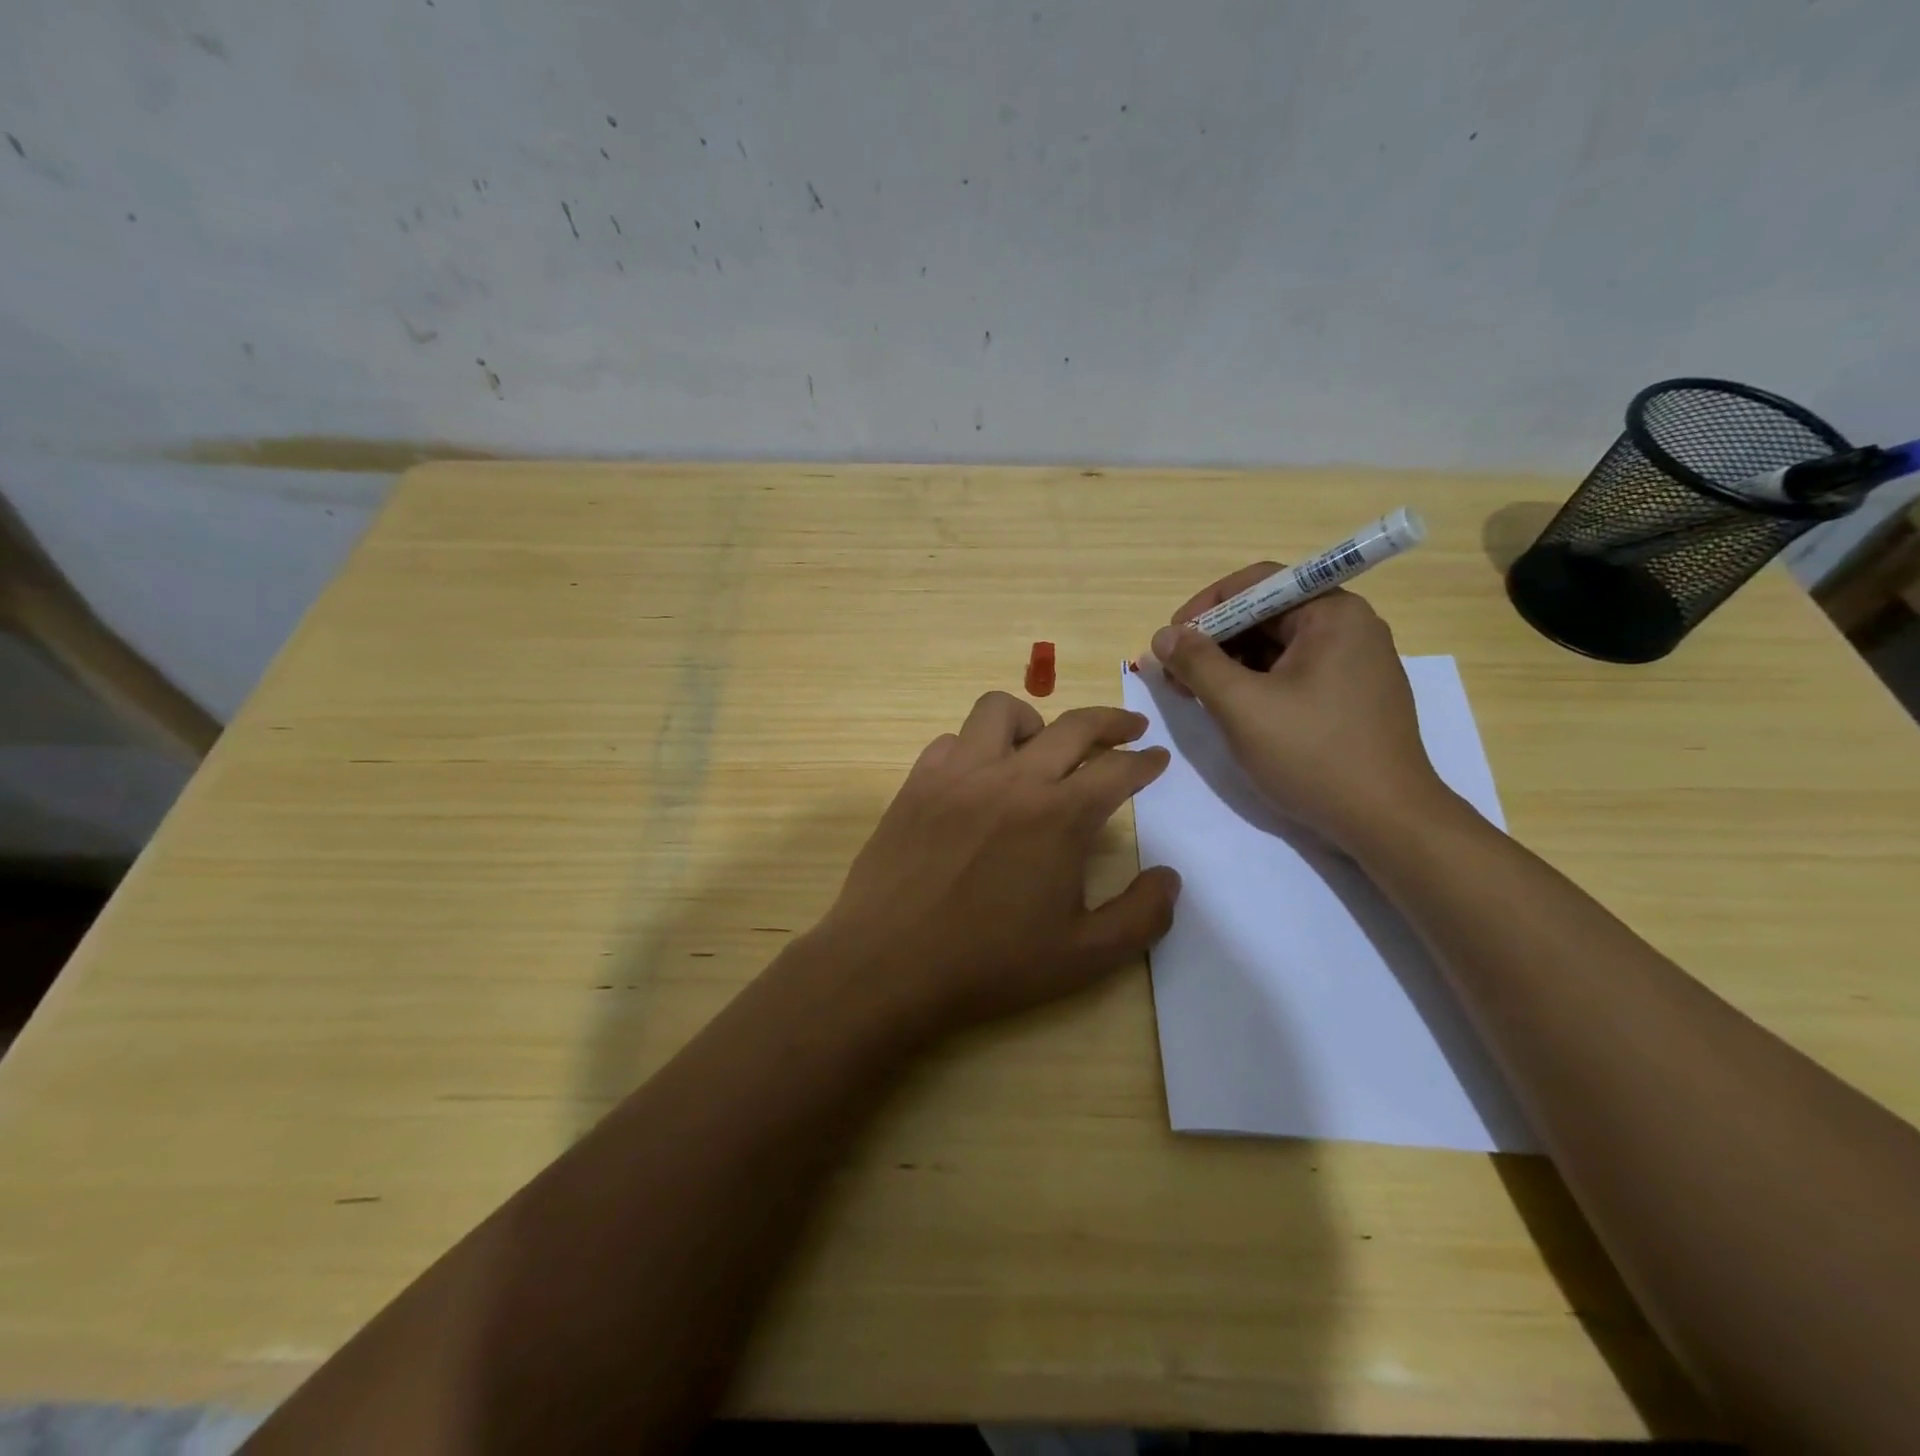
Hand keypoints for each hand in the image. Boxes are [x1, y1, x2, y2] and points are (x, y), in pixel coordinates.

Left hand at [812, 692, 1180, 1038]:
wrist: (890, 963)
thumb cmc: (990, 963)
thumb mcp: (1084, 957)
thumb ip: (1141, 916)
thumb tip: (1169, 877)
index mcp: (1060, 815)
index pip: (1118, 768)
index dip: (1146, 761)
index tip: (1157, 758)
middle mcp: (1013, 778)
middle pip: (1074, 725)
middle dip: (1112, 721)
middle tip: (1129, 728)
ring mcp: (959, 774)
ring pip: (1001, 711)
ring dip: (1035, 721)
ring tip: (1042, 746)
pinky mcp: (918, 782)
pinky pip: (953, 740)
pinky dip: (976, 747)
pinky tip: (979, 777)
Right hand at [1150, 566, 1448, 851]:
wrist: (1386, 821)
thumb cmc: (1313, 754)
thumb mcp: (1242, 706)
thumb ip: (1197, 663)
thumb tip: (1163, 635)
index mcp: (1332, 614)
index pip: (1257, 583)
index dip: (1205, 607)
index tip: (1171, 640)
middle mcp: (1349, 627)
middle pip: (1266, 614)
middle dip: (1214, 640)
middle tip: (1176, 674)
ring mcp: (1354, 663)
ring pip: (1277, 647)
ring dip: (1230, 664)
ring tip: (1195, 694)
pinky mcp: (1351, 696)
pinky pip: (1293, 673)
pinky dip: (1256, 684)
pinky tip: (1231, 709)